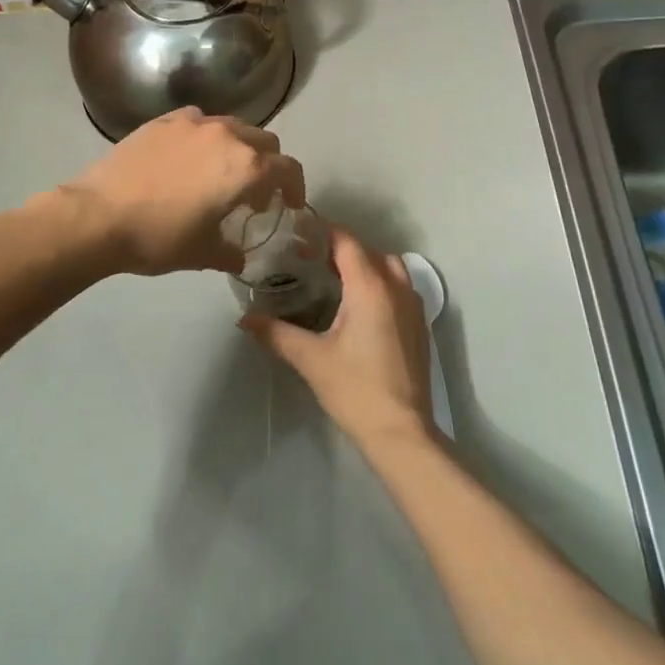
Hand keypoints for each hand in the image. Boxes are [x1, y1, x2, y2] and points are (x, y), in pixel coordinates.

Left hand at [56, 108, 305, 276]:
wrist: (100, 216)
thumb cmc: (159, 237)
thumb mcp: (203, 254)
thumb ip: (230, 253)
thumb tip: (238, 257)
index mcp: (246, 168)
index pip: (288, 169)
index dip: (295, 188)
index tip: (289, 205)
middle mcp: (226, 136)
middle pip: (264, 142)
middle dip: (268, 165)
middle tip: (255, 192)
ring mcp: (193, 123)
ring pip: (232, 127)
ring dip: (237, 148)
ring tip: (220, 172)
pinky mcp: (163, 120)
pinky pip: (197, 122)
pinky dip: (204, 137)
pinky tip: (188, 158)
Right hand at [240, 227, 435, 451]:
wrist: (400, 431)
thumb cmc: (354, 389)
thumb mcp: (310, 358)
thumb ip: (276, 333)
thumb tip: (244, 319)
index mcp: (370, 288)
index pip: (347, 242)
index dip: (322, 233)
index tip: (297, 235)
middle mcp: (397, 288)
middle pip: (368, 251)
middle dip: (340, 248)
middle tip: (307, 259)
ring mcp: (413, 307)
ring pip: (389, 268)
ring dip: (363, 264)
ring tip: (333, 279)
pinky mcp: (419, 326)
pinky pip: (399, 288)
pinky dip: (379, 283)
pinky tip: (356, 306)